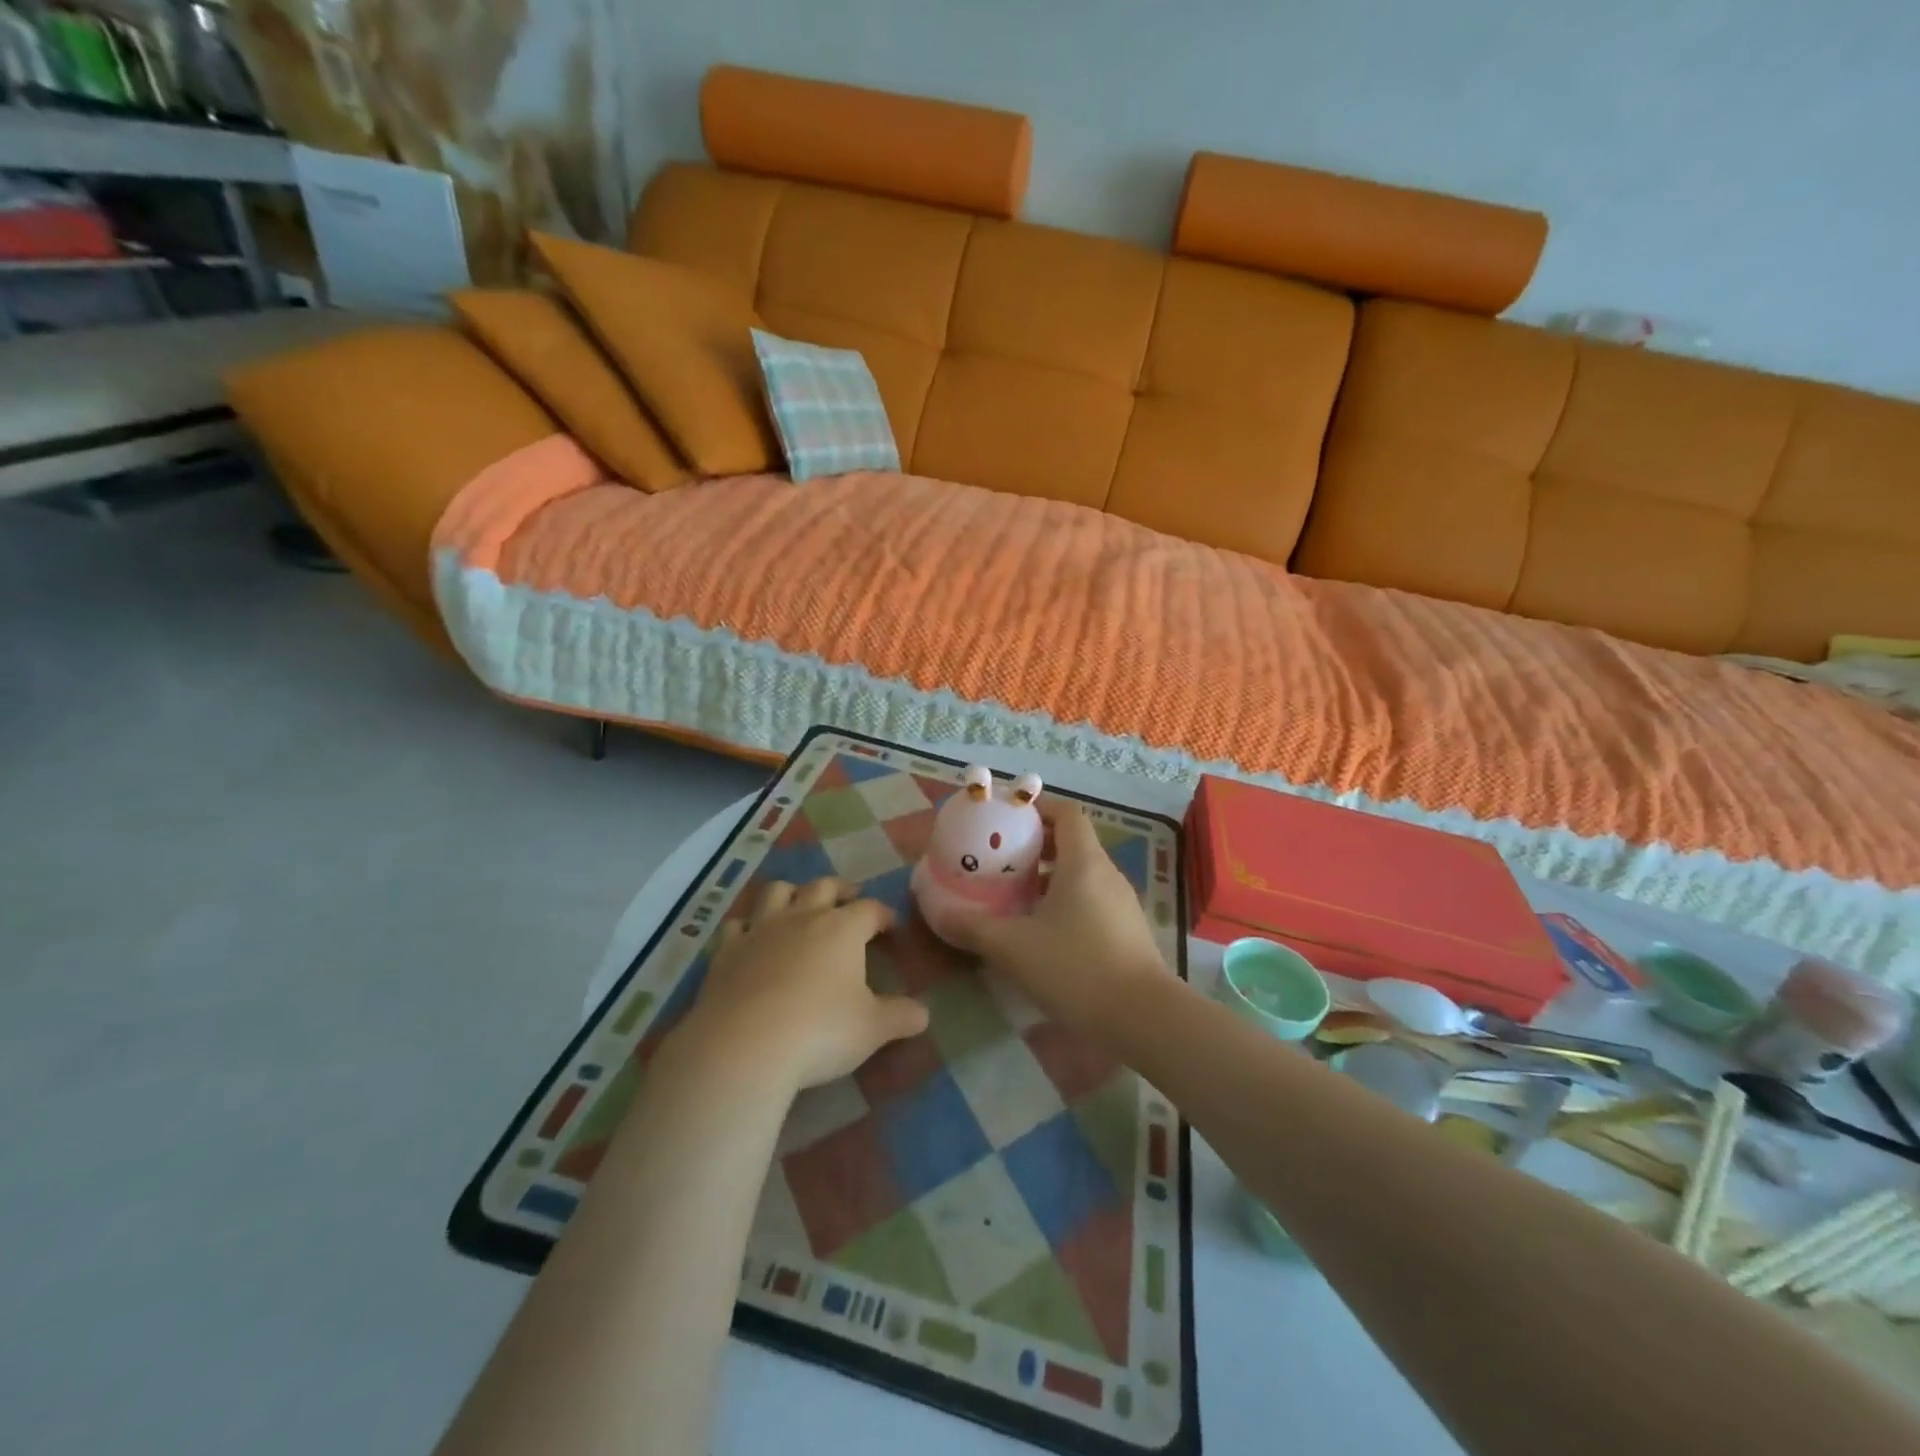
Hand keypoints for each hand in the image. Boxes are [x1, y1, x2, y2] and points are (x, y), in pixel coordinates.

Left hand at [682, 877, 929, 1092]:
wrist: (744, 1046)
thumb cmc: (820, 1032)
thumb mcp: (873, 1030)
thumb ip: (901, 1017)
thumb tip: (924, 1014)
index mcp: (842, 929)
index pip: (870, 909)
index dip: (883, 915)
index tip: (890, 926)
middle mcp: (802, 918)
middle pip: (823, 886)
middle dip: (840, 889)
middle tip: (849, 897)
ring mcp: (760, 930)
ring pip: (776, 892)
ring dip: (791, 893)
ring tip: (799, 903)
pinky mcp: (727, 951)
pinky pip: (736, 925)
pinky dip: (747, 926)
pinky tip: (750, 937)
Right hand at [943, 799, 1168, 1027]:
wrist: (1143, 1019)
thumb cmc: (1077, 968)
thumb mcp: (1014, 947)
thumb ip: (973, 927)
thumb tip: (937, 912)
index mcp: (1084, 862)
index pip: (1067, 812)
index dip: (1038, 807)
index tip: (1007, 819)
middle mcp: (1106, 874)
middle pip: (1072, 842)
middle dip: (1035, 845)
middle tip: (999, 859)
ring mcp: (1121, 904)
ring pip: (1080, 875)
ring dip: (1048, 877)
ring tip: (1013, 895)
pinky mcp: (1125, 932)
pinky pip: (1090, 901)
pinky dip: (1064, 903)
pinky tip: (1040, 932)